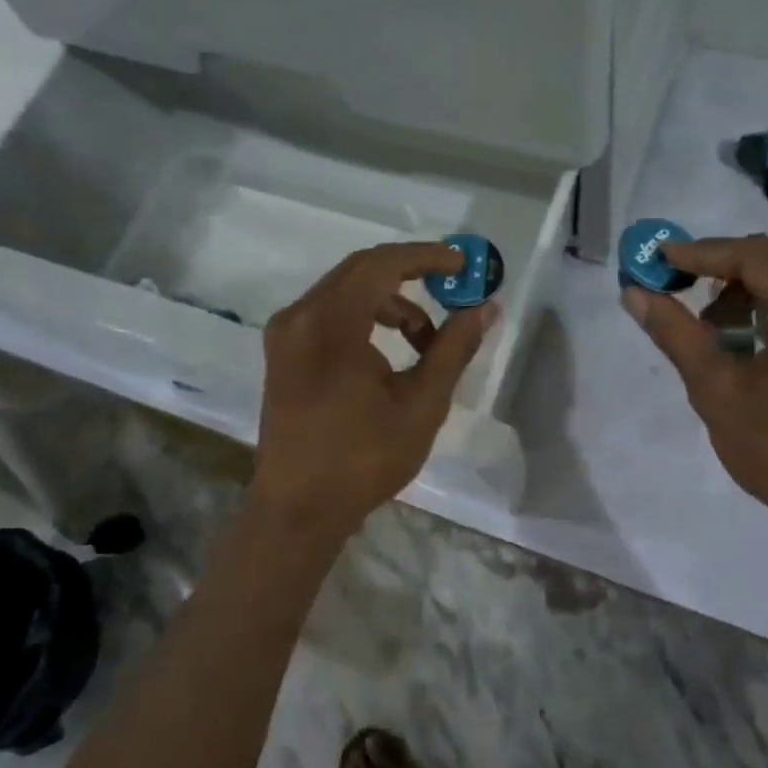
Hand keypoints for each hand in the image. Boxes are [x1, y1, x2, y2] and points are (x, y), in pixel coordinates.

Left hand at [250, 242, 495, 542]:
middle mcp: (300, 316)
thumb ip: (453, 347)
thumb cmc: (363, 459)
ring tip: (427, 342)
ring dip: (391, 304)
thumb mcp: (421, 403)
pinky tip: (390, 354)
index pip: (382, 264)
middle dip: (411, 275)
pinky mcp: (283, 353)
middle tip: (453, 288)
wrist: (298, 510)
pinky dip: (365, 319)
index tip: (462, 264)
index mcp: (330, 322)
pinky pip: (329, 314)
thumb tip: (485, 308)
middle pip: (362, 271)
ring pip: (346, 293)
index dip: (426, 257)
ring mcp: (286, 334)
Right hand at [620, 234, 767, 550]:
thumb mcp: (717, 392)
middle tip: (673, 285)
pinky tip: (744, 339)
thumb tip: (634, 293)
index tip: (659, 258)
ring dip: (745, 292)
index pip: (756, 257)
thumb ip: (675, 334)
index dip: (702, 253)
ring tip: (708, 326)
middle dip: (720, 270)